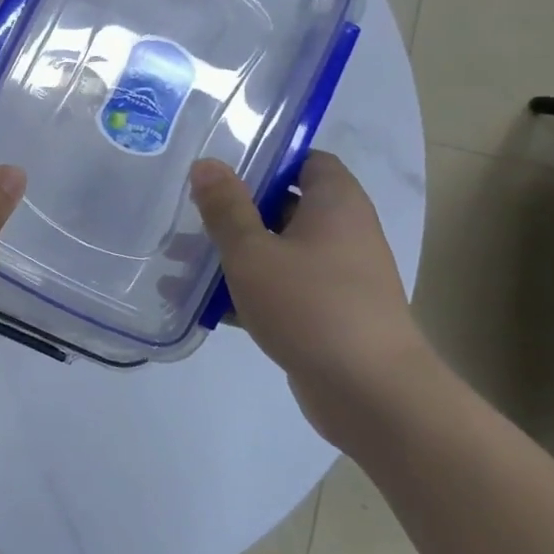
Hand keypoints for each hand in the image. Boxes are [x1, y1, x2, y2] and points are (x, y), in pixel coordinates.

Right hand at [190, 153, 430, 444]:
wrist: (372, 395)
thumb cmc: (311, 307)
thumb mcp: (254, 252)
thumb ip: (226, 207)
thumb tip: (207, 163)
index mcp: (336, 205)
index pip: (306, 160)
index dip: (267, 158)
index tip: (222, 168)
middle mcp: (344, 233)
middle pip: (285, 205)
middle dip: (236, 210)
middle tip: (190, 212)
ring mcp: (339, 276)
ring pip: (278, 250)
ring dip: (235, 254)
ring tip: (181, 259)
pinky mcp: (329, 313)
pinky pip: (282, 287)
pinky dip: (248, 290)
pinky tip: (203, 303)